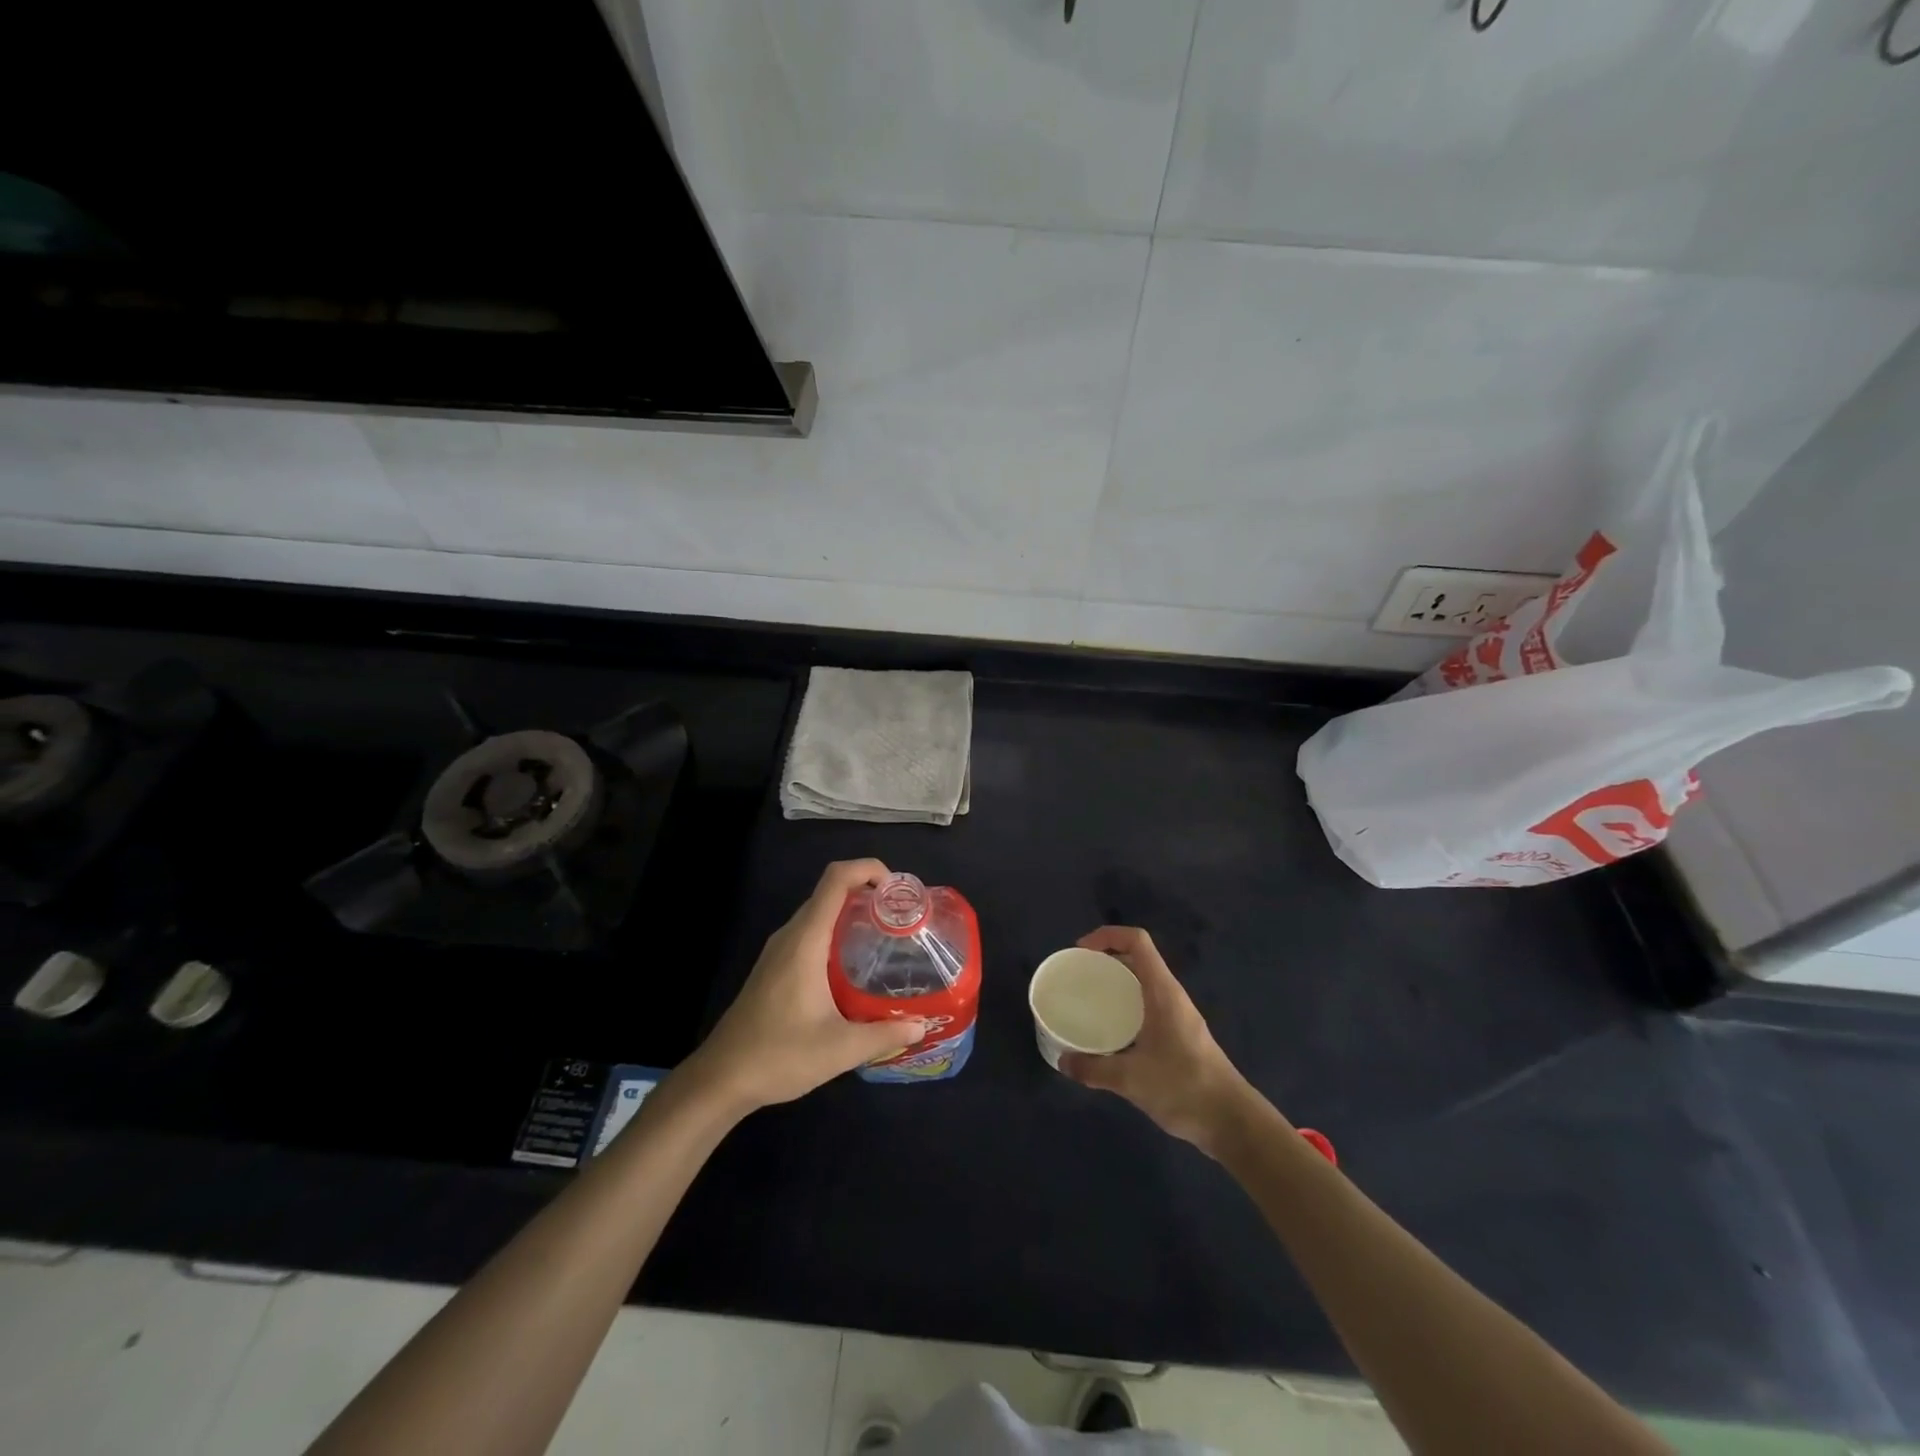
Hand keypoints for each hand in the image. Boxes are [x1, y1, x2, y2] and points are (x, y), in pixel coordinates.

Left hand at [683, 859, 926, 1113]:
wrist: (721, 1078)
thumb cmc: (778, 1056)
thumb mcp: (840, 1049)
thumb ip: (883, 1034)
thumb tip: (921, 1026)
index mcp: (806, 940)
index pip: (836, 879)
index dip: (868, 869)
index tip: (897, 889)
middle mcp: (791, 936)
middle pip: (830, 891)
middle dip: (868, 892)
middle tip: (901, 917)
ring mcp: (779, 951)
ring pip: (819, 913)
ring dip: (851, 913)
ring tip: (886, 937)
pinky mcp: (774, 967)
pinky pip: (810, 933)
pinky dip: (836, 932)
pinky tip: (854, 966)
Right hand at [1059, 927, 1263, 1154]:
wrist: (1231, 1122)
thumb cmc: (1184, 1088)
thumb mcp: (1131, 1079)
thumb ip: (1094, 1069)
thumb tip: (1063, 1062)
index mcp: (1162, 992)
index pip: (1137, 941)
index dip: (1107, 935)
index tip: (1080, 951)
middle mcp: (1171, 996)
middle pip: (1138, 959)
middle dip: (1106, 959)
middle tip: (1079, 976)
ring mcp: (1178, 1016)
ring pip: (1143, 984)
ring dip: (1117, 984)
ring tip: (1088, 1001)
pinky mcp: (1180, 1036)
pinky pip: (1148, 1006)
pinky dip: (1127, 1006)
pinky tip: (1111, 1033)